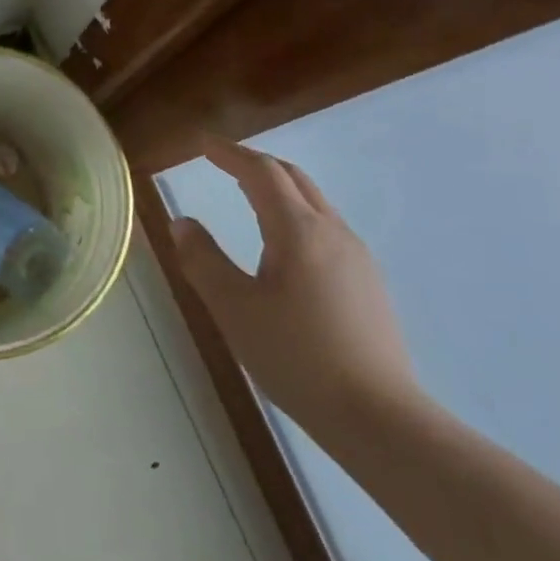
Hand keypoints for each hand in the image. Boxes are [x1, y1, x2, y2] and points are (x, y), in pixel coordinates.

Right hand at [172, 143, 422, 438]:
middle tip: (222, 162)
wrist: (378, 417)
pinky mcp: (368, 283)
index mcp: (297, 230)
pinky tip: (283, 244)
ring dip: (278, 188)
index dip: (230, 153)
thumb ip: (203, 259)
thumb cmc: (295, 356)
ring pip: (314, 203)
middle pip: (293, 178)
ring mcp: (357, 258)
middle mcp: (333, 232)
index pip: (261, 173)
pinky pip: (326, 228)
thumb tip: (182, 223)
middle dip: (255, 163)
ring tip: (247, 195)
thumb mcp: (233, 308)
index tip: (203, 144)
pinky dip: (295, 214)